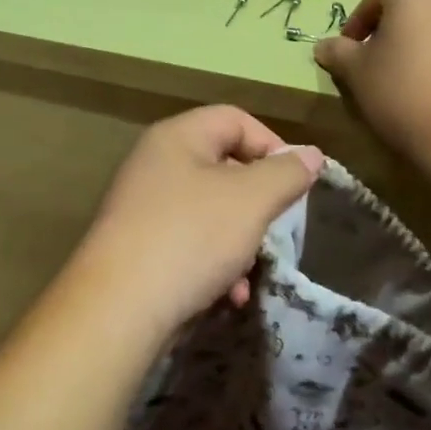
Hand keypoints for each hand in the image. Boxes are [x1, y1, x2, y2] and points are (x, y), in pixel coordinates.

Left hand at [75, 106, 323, 339]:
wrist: (119, 310)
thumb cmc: (191, 238)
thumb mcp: (252, 200)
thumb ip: (286, 173)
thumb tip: (311, 155)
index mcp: (177, 138)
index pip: (236, 119)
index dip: (273, 145)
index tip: (297, 183)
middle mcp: (155, 166)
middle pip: (224, 167)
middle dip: (259, 202)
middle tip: (277, 228)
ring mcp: (144, 210)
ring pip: (211, 212)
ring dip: (241, 242)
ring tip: (250, 272)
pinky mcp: (140, 250)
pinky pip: (191, 244)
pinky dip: (216, 264)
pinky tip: (228, 294)